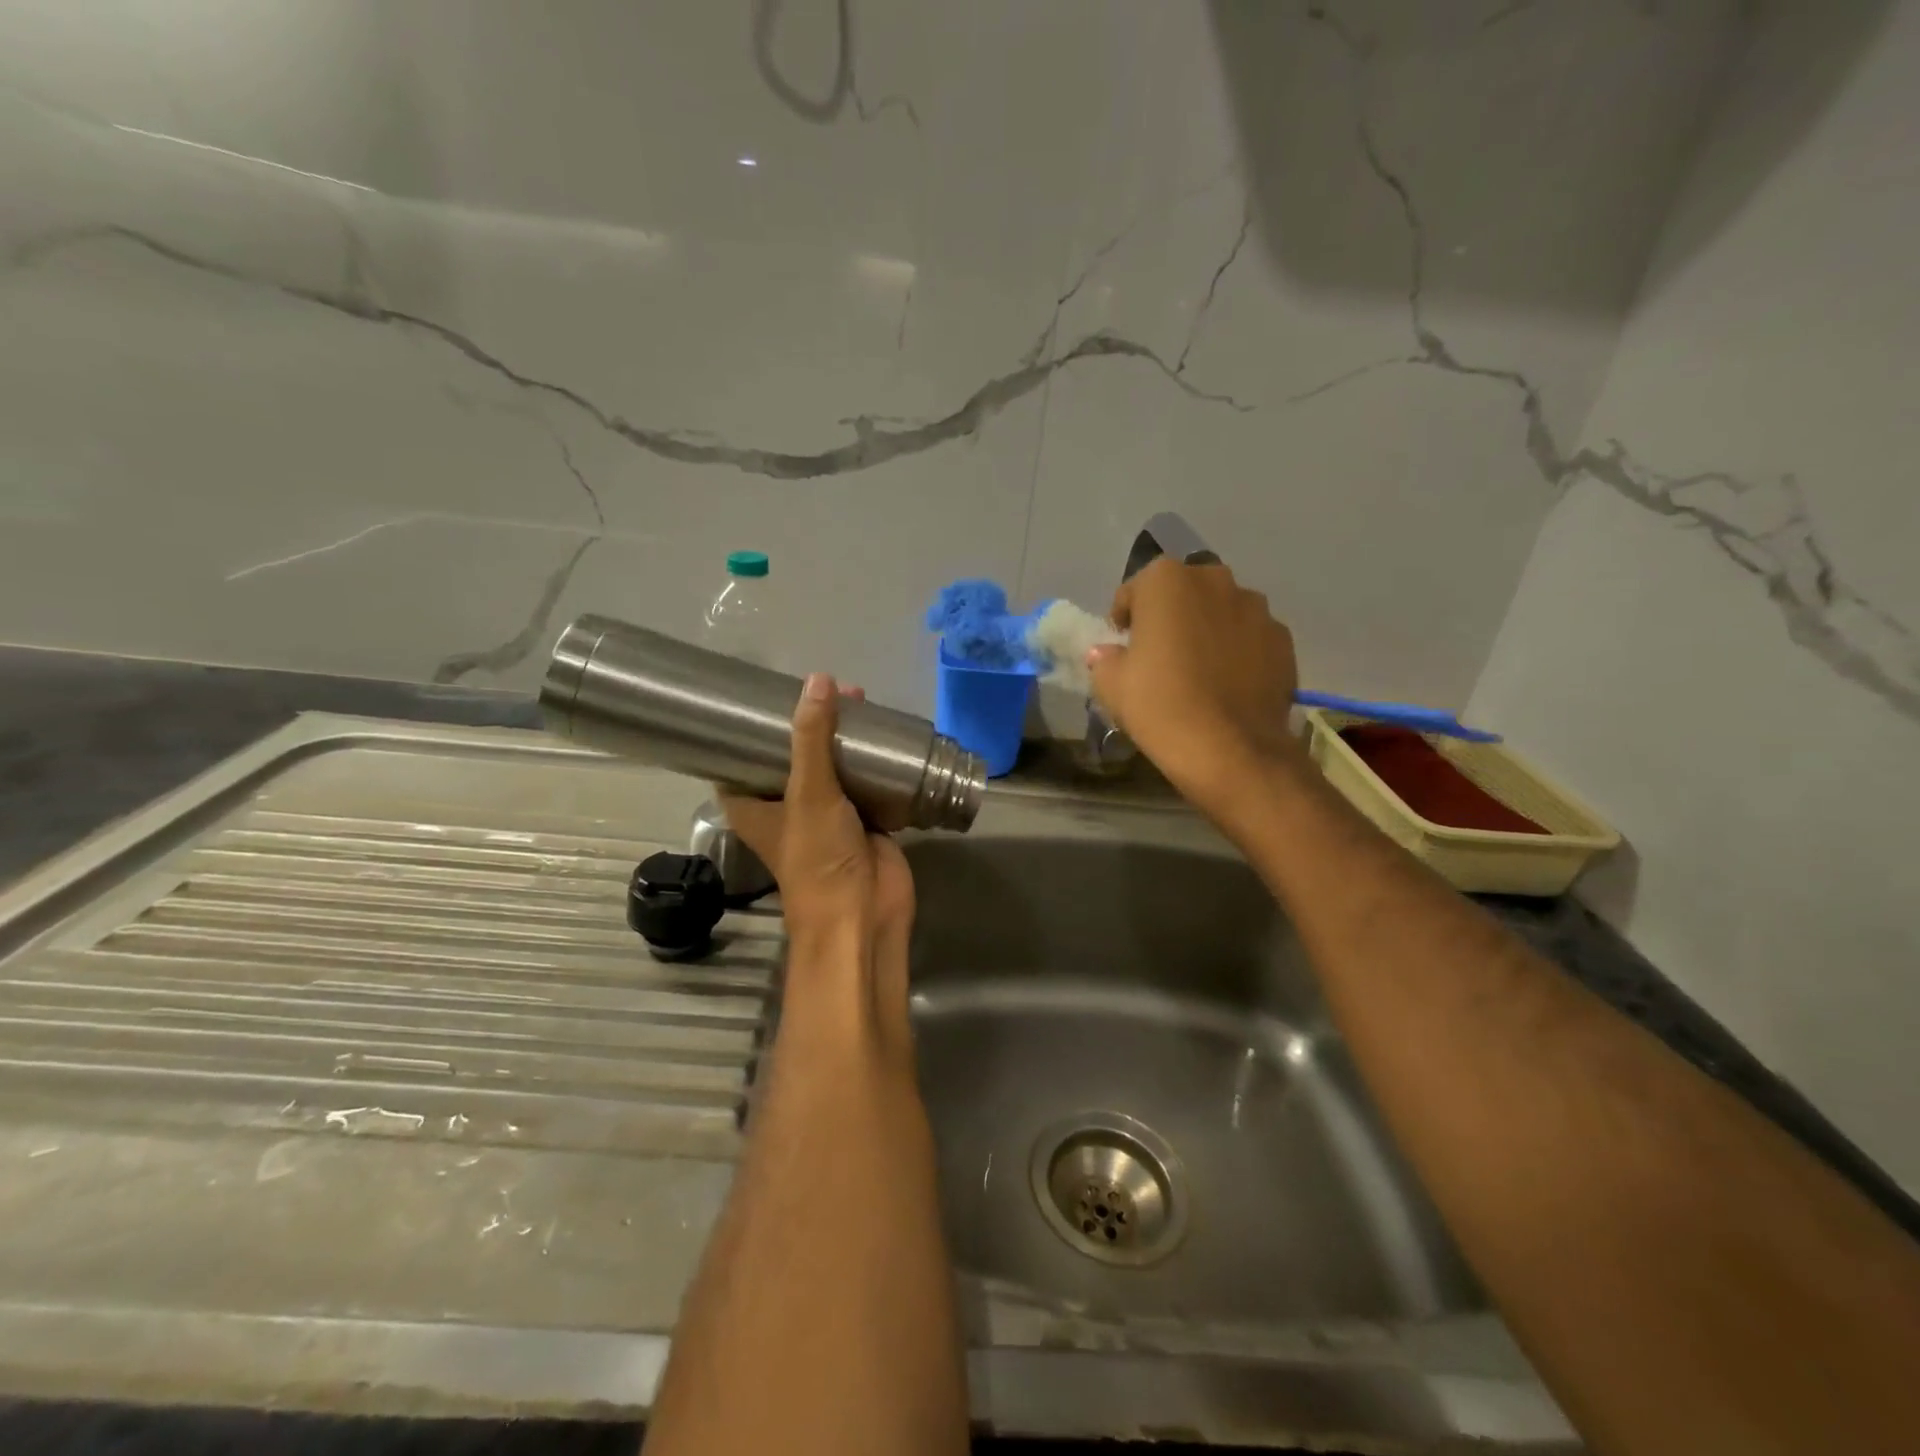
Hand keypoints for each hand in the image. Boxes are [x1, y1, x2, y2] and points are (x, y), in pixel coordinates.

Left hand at [718, 674, 914, 1049]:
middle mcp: (787, 808)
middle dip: (810, 726)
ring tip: (858, 702)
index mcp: (755, 806)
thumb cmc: (819, 858)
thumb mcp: (809, 792)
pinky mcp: (863, 821)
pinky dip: (873, 764)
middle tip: (829, 691)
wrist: (864, 913)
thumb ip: (813, 737)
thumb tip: (818, 680)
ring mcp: (827, 815)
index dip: (747, 731)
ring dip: (843, 742)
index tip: (762, 696)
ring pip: (832, 769)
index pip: (739, 761)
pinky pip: (865, 784)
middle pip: (793, 757)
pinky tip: (884, 735)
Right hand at [1087, 558, 1303, 819]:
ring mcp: (1255, 607)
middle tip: (1160, 657)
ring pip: (1220, 612)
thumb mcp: (1111, 684)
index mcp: (1166, 580)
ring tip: (1199, 672)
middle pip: (1182, 594)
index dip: (1125, 621)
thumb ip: (1105, 658)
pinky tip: (1228, 686)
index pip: (1134, 591)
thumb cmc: (1160, 705)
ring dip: (1206, 631)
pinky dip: (1238, 652)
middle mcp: (1214, 579)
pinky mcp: (1283, 639)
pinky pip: (1250, 637)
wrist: (1230, 749)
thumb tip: (1108, 653)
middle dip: (1170, 618)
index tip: (1124, 649)